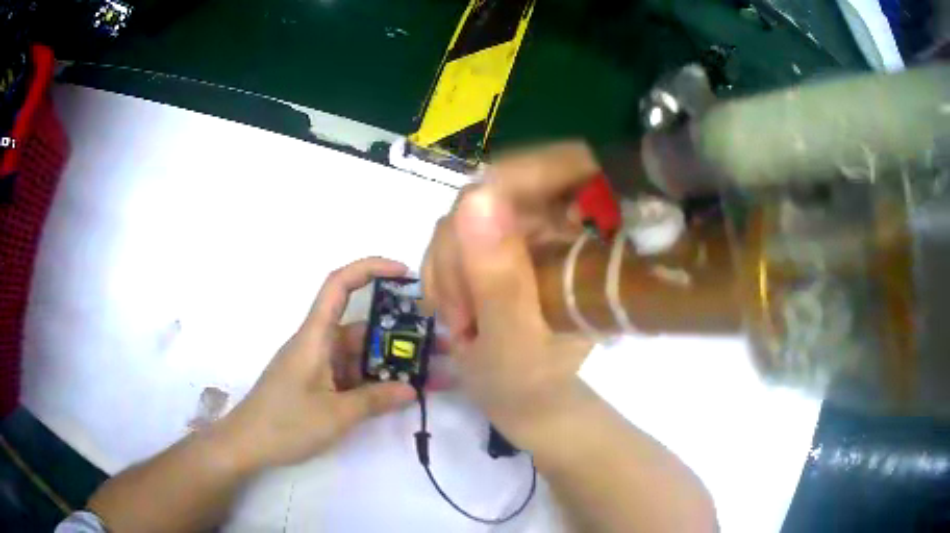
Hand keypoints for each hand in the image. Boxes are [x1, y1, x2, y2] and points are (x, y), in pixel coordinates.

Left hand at [218, 257, 416, 470]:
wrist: (248, 444)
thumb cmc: (285, 423)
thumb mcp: (334, 415)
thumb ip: (374, 400)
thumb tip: (412, 390)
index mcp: (315, 336)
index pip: (339, 285)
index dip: (370, 268)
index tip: (405, 273)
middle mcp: (318, 344)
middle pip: (362, 326)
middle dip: (400, 333)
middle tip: (441, 345)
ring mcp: (319, 365)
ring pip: (361, 354)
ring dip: (393, 362)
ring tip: (433, 374)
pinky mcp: (319, 384)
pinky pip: (353, 375)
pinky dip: (377, 381)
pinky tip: (403, 393)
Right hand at [421, 143, 598, 446]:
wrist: (525, 401)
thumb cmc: (531, 384)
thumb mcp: (514, 340)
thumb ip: (497, 275)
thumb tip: (475, 196)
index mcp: (593, 242)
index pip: (568, 166)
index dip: (514, 176)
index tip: (468, 225)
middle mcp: (564, 225)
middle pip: (501, 188)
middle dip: (462, 245)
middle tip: (457, 308)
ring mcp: (530, 231)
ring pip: (469, 211)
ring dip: (448, 264)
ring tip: (458, 320)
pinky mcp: (502, 244)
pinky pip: (456, 233)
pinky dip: (442, 269)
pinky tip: (450, 308)